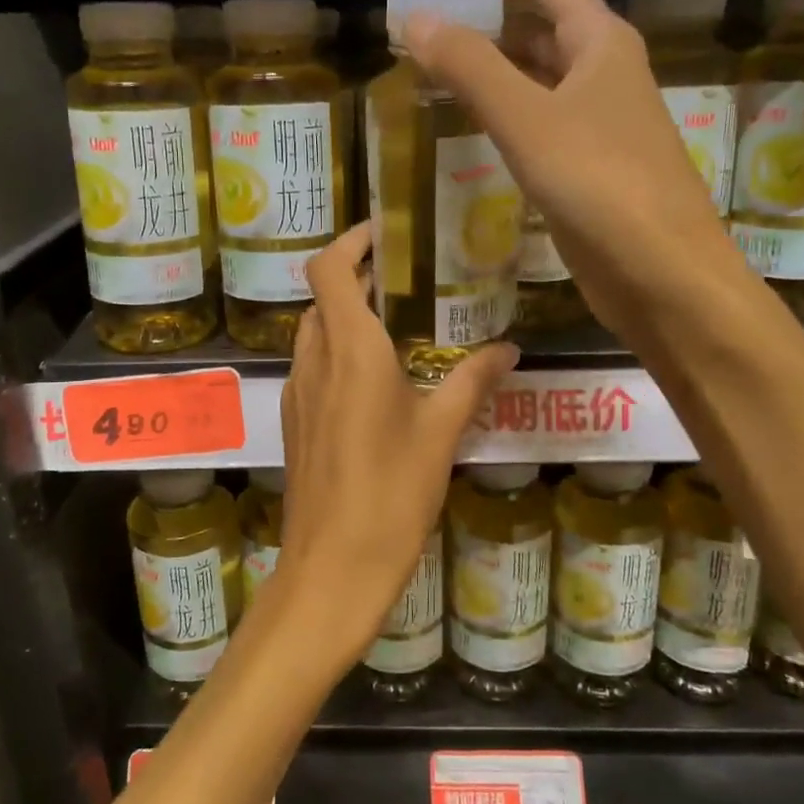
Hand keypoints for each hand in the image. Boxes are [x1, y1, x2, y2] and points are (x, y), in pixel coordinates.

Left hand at [272, 222, 518, 668]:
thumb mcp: (442, 433)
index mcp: (350, 350)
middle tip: (403, 280)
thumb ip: (473, 381)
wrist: (332, 569)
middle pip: (321, 299)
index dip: (349, 242)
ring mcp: (299, 394)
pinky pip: (312, 369)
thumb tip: (508, 348)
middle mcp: (315, 361)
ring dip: (344, 318)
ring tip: (395, 326)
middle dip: (354, 280)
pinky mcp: (296, 424)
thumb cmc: (391, 494)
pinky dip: (337, 354)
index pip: (328, 270)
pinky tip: (375, 382)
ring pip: (313, 334)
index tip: (383, 234)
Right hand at [403, 0, 739, 344]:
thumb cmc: (599, 185)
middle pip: (546, 25)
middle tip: (433, 28)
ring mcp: (602, 125)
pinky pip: (542, 123)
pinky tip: (476, 130)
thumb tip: (416, 21)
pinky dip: (507, 114)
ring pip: (542, 78)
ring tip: (441, 72)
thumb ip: (470, 68)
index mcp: (602, 43)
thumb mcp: (527, 120)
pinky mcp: (592, 169)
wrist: (662, 273)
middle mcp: (606, 75)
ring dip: (495, 68)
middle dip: (490, 18)